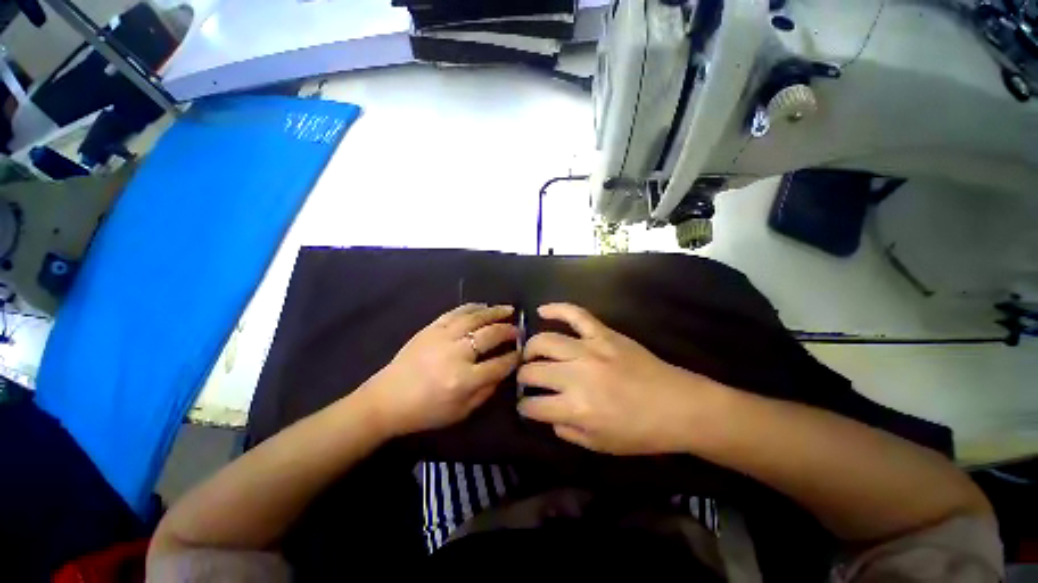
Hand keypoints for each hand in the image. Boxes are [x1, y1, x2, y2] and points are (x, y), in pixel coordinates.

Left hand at [361, 303, 519, 436]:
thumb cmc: (425, 411)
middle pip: (490, 336)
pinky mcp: (431, 328)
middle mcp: (456, 354)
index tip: (522, 353)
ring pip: (475, 318)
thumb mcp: (460, 411)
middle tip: (518, 330)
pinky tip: (483, 306)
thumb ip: (486, 391)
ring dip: (495, 312)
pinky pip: (456, 312)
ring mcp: (442, 337)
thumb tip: (503, 370)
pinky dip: (472, 307)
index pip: (499, 365)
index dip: (514, 358)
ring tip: (508, 309)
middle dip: (508, 331)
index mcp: (464, 380)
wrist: (386, 399)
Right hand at [517, 303, 726, 454]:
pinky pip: (575, 314)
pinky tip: (542, 310)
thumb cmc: (641, 432)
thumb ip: (567, 431)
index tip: (525, 405)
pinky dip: (557, 309)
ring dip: (531, 348)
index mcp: (576, 407)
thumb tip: (549, 415)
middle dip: (523, 376)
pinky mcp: (604, 334)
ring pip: (546, 341)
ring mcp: (590, 349)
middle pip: (534, 371)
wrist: (679, 406)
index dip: (524, 407)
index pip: (533, 405)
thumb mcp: (600, 445)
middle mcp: (577, 375)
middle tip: (526, 379)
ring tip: (530, 353)